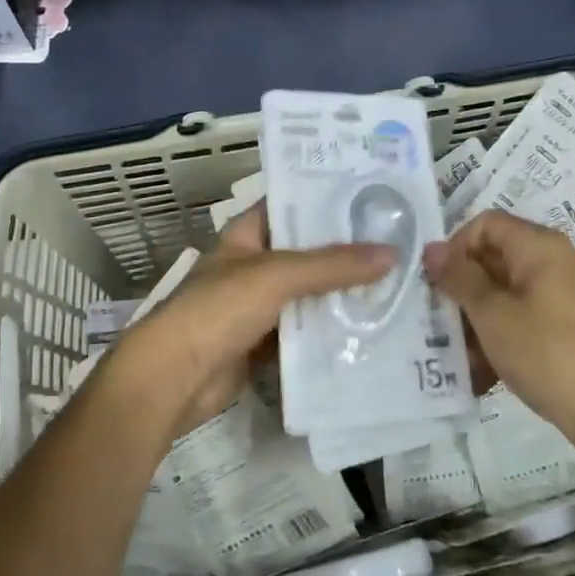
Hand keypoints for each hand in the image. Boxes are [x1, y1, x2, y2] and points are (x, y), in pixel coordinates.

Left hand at [117, 205, 393, 437]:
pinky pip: (304, 332)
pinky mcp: (264, 343)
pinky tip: (370, 329)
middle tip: (400, 244)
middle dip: (347, 252)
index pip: (293, 204)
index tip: (375, 196)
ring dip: (343, 295)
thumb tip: (393, 253)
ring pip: (309, 294)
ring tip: (396, 285)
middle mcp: (254, 263)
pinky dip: (330, 332)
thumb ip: (334, 265)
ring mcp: (258, 305)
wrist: (174, 378)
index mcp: (247, 233)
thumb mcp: (278, 275)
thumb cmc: (219, 309)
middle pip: (307, 252)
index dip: (329, 199)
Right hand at [423, 210, 574, 440]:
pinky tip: (481, 370)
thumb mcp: (493, 314)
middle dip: (462, 288)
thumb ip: (459, 277)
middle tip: (438, 321)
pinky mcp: (565, 324)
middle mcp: (553, 260)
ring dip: (476, 318)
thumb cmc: (547, 353)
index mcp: (539, 246)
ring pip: (504, 291)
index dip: (456, 247)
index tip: (438, 284)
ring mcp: (561, 293)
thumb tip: (431, 249)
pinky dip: (499, 334)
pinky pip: (521, 316)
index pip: (485, 224)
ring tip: (457, 354)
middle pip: (494, 257)